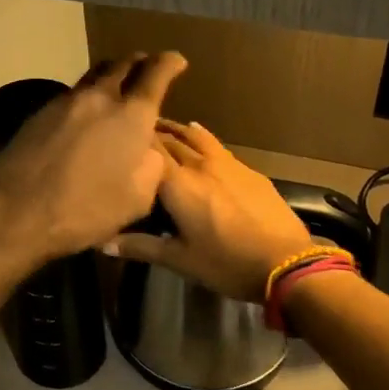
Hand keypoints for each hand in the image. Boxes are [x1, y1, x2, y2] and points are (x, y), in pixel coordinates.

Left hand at [0, 52, 188, 264]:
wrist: (17, 211)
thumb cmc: (86, 210)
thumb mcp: (138, 198)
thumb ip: (152, 165)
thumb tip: (148, 148)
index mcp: (131, 115)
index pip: (156, 73)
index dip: (170, 63)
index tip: (177, 60)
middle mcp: (99, 97)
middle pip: (122, 65)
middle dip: (139, 62)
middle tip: (147, 66)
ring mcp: (66, 102)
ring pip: (94, 75)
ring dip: (111, 74)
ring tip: (117, 83)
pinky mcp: (40, 112)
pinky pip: (72, 94)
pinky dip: (87, 95)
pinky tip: (85, 112)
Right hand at [108, 121, 311, 302]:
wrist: (286, 262)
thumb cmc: (226, 263)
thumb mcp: (180, 260)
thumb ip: (140, 247)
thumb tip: (103, 242)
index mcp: (177, 184)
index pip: (147, 151)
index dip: (130, 142)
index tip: (114, 139)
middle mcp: (198, 165)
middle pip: (169, 140)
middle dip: (150, 134)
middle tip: (132, 133)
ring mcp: (226, 163)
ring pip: (194, 136)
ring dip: (176, 129)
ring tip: (162, 126)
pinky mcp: (248, 170)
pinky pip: (216, 145)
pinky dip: (200, 137)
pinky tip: (197, 134)